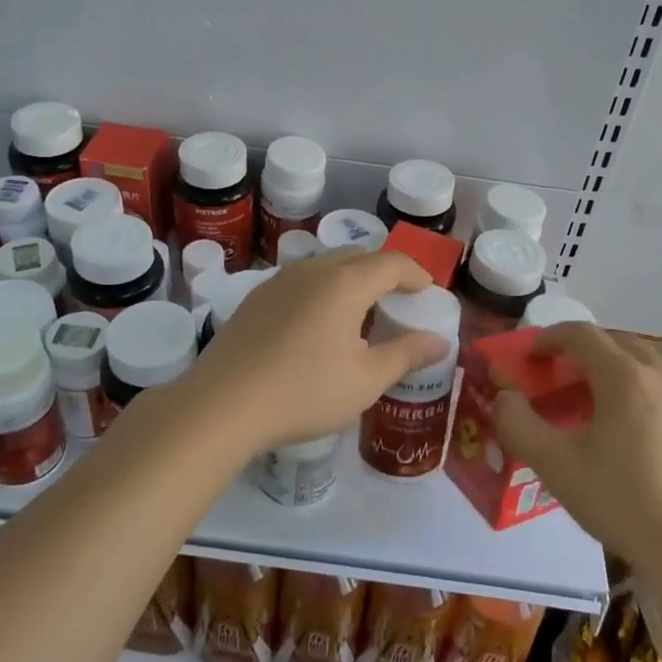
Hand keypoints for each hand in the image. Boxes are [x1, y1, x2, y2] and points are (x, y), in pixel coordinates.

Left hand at [181, 250, 450, 453]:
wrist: (223, 404)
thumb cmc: (305, 392)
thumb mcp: (366, 380)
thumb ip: (406, 355)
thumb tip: (439, 342)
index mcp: (345, 283)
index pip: (391, 263)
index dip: (415, 273)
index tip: (427, 291)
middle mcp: (313, 270)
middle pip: (358, 256)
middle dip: (383, 271)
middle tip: (397, 299)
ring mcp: (279, 280)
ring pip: (325, 265)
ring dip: (350, 279)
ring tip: (359, 312)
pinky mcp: (256, 297)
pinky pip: (301, 281)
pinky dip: (322, 290)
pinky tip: (317, 324)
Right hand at [493, 325, 661, 577]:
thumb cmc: (624, 504)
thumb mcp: (556, 467)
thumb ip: (518, 424)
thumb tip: (506, 397)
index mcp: (625, 377)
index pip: (581, 334)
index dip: (549, 338)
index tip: (530, 357)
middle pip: (616, 342)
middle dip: (582, 350)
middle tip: (559, 378)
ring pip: (646, 364)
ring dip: (614, 369)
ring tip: (594, 404)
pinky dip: (641, 391)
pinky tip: (633, 433)